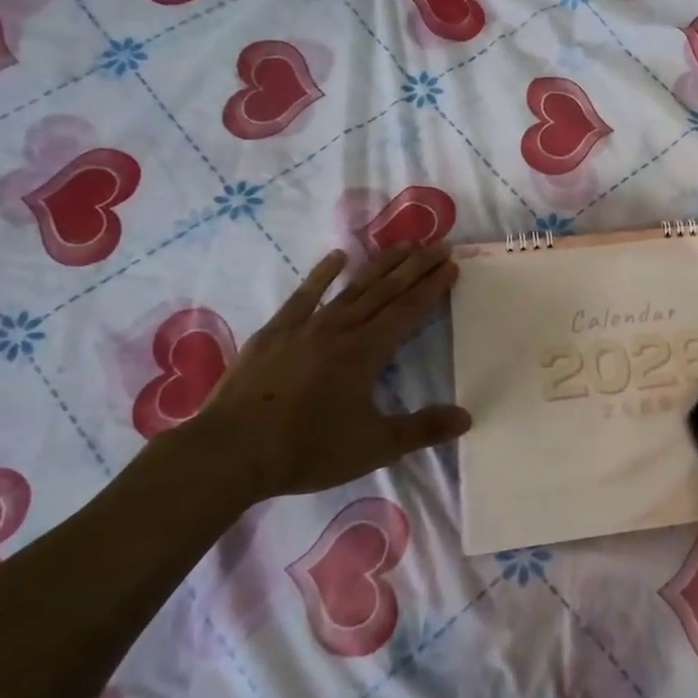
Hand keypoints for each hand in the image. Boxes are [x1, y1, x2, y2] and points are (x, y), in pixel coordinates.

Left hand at [186, 244, 469, 501]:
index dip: (432, 288)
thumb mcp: (374, 446)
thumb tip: (466, 417)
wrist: (230, 452)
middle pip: (385, 291)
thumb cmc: (307, 450)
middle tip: (438, 245)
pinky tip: (337, 257)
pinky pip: (304, 295)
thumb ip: (422, 430)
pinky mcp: (274, 333)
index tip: (451, 265)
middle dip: (415, 267)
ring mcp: (304, 327)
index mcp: (366, 352)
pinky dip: (322, 274)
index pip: (408, 311)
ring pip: (351, 287)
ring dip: (380, 265)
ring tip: (403, 245)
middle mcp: (340, 329)